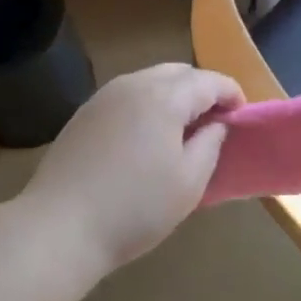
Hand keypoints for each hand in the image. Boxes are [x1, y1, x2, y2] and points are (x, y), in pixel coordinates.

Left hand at [21, 62, 242, 273]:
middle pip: (178, 72)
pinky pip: (127, 95)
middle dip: (201, 89)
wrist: (59, 227)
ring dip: (173, 95)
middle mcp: (133, 84)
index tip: (242, 114)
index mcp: (164, 97)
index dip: (231, 93)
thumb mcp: (189, 183)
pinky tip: (145, 136)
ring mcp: (104, 96)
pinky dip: (146, 104)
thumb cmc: (134, 208)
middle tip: (214, 121)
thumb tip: (217, 124)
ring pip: (150, 80)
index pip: (208, 81)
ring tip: (181, 129)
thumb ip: (211, 145)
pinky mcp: (84, 113)